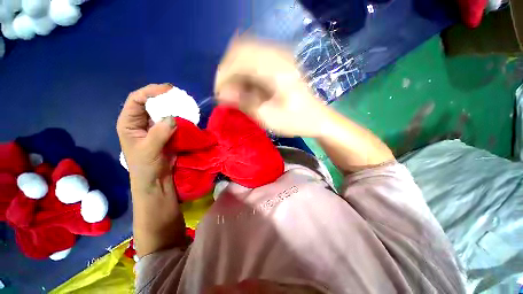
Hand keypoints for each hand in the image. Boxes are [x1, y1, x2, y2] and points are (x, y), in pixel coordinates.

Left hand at [117, 83, 175, 187]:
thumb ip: (159, 133)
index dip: (150, 91)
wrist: (157, 179)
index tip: (168, 90)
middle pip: (151, 102)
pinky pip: (173, 120)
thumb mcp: (148, 150)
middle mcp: (141, 121)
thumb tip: (173, 118)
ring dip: (174, 107)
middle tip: (179, 96)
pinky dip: (180, 117)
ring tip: (185, 105)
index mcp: (129, 122)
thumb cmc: (145, 167)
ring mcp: (155, 126)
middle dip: (164, 97)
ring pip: (163, 111)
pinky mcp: (167, 132)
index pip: (136, 99)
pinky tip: (187, 116)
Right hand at [214, 37, 329, 137]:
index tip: (219, 95)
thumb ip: (243, 103)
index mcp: (276, 68)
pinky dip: (245, 72)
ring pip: (245, 53)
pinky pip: (254, 60)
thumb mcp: (268, 117)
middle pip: (239, 51)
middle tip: (227, 94)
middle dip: (228, 73)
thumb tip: (221, 94)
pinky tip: (247, 87)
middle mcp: (277, 54)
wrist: (317, 118)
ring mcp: (280, 56)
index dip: (223, 75)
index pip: (238, 58)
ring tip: (236, 93)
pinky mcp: (280, 62)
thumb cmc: (295, 121)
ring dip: (236, 72)